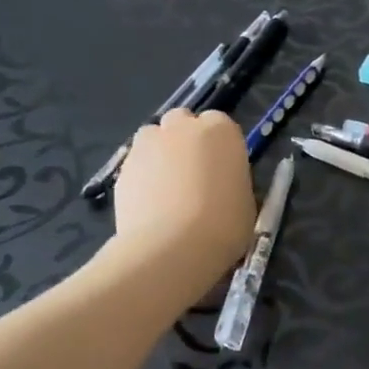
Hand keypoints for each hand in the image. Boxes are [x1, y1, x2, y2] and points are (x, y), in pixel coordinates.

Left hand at [110, 108, 254, 297]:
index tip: (224, 169)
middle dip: (186, 140)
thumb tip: (224, 185)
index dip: (221, 146)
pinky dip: (144, 178)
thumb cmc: (224, 223)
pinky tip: (152, 205)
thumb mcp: (246, 201)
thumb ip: (232, 181)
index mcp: (221, 131)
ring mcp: (148, 145)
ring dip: (162, 154)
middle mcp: (182, 127)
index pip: (221, 124)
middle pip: (182, 122)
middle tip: (195, 173)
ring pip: (154, 139)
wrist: (173, 247)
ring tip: (169, 189)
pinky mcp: (122, 167)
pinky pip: (137, 165)